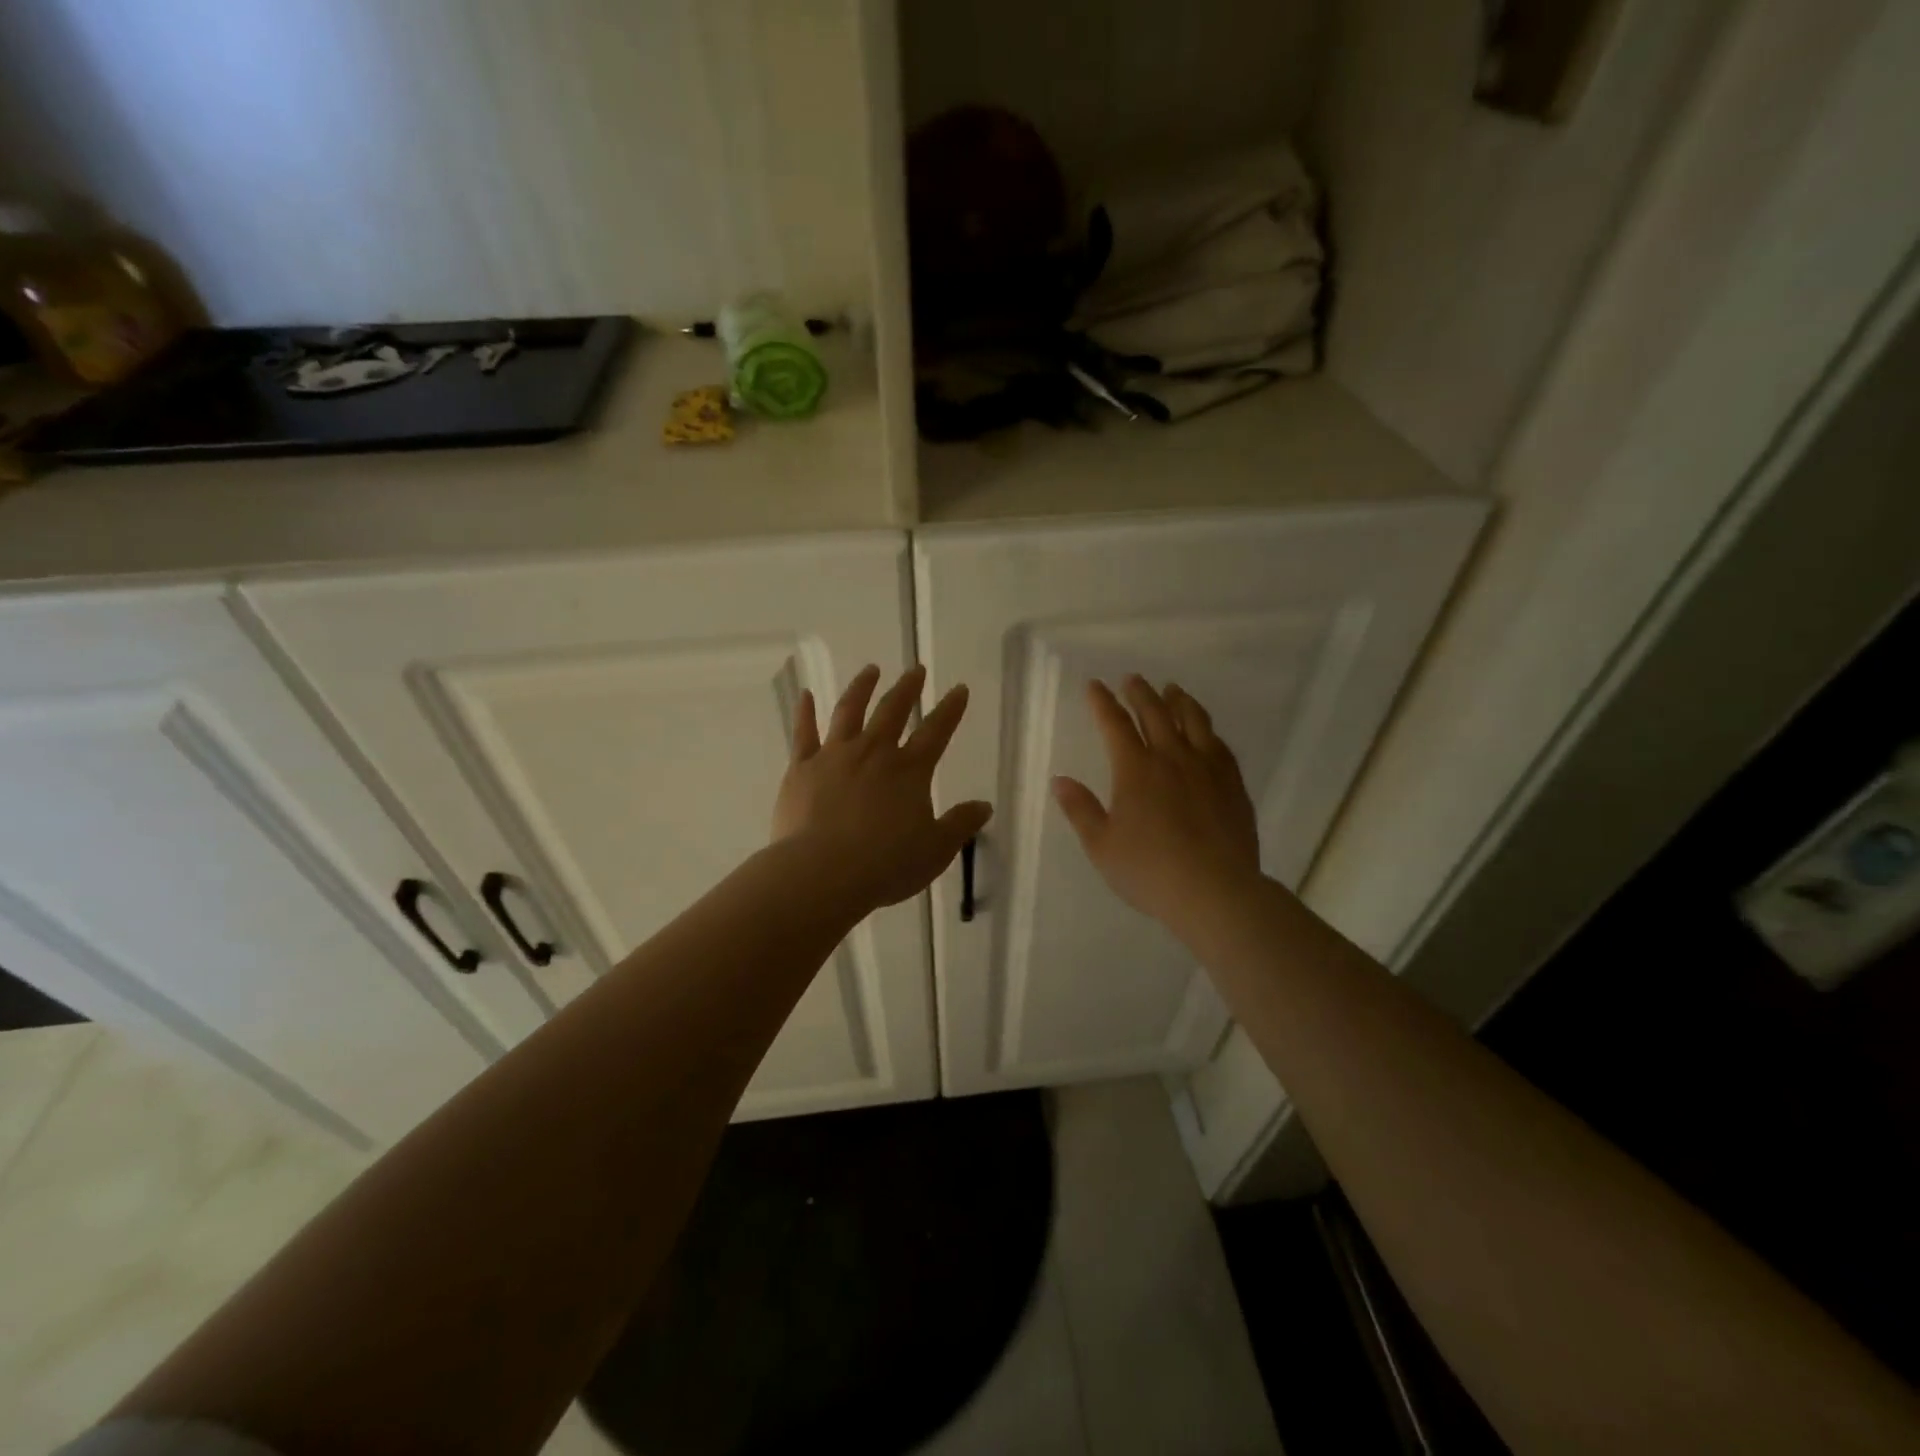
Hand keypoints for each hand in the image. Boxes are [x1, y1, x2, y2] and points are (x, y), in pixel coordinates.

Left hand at [773, 664, 992, 912]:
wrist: (823, 873)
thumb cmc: (885, 865)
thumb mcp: (936, 850)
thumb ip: (960, 824)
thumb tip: (985, 806)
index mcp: (910, 770)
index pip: (936, 731)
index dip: (951, 709)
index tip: (959, 689)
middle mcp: (874, 752)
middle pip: (893, 711)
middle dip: (907, 688)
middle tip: (915, 669)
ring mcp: (834, 756)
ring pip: (850, 711)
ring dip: (862, 688)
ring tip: (870, 670)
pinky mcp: (802, 768)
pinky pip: (804, 733)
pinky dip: (805, 712)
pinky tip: (805, 695)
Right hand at [1053, 677, 1262, 931]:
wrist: (1216, 891)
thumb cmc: (1150, 871)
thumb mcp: (1102, 846)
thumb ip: (1081, 809)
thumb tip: (1060, 780)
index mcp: (1135, 769)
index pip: (1115, 724)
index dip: (1102, 702)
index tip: (1095, 685)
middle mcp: (1172, 757)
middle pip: (1155, 713)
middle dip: (1140, 692)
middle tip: (1132, 678)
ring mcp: (1207, 768)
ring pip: (1193, 721)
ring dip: (1179, 701)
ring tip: (1173, 690)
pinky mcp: (1232, 783)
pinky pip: (1219, 744)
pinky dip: (1207, 729)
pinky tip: (1206, 731)